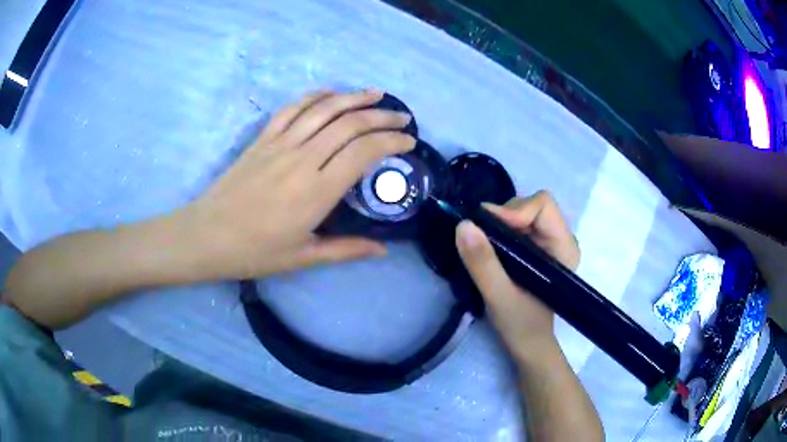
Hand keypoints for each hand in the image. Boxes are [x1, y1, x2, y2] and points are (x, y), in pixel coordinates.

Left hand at [183, 90, 414, 278]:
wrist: (206, 236)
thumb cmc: (255, 252)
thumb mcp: (304, 257)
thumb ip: (346, 249)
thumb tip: (382, 250)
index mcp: (317, 191)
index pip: (364, 152)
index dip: (391, 142)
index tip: (408, 142)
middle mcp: (303, 159)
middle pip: (350, 124)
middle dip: (382, 117)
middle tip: (402, 118)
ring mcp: (280, 144)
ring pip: (324, 108)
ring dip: (354, 97)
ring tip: (376, 95)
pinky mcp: (262, 138)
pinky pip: (292, 108)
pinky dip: (316, 96)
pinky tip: (331, 94)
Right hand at [455, 191, 578, 361]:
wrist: (527, 343)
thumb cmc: (521, 324)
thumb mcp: (499, 296)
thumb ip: (483, 263)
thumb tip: (463, 224)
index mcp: (564, 247)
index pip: (543, 205)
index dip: (515, 210)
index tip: (489, 228)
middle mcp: (560, 238)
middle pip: (531, 204)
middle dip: (504, 216)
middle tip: (482, 239)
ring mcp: (548, 241)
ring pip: (522, 211)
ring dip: (499, 223)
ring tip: (485, 246)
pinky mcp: (536, 247)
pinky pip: (516, 223)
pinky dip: (499, 229)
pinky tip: (491, 247)